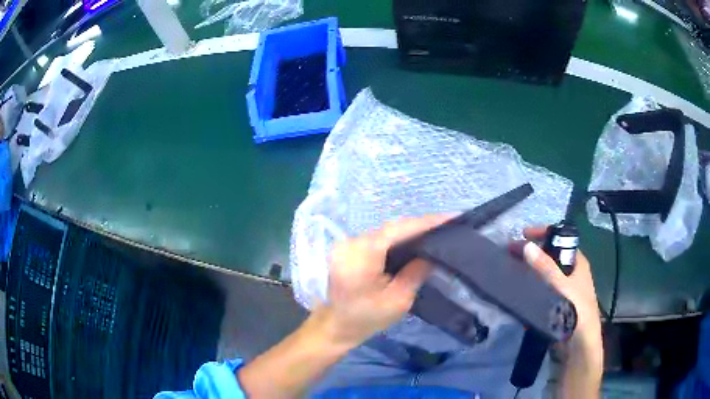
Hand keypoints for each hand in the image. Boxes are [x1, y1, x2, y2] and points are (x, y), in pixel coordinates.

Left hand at [321, 215, 450, 347]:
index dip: (425, 222)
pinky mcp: (349, 248)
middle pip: (391, 228)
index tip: (451, 217)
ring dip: (409, 230)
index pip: (398, 231)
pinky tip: (413, 240)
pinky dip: (396, 238)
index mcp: (361, 256)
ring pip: (385, 231)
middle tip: (447, 224)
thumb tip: (432, 253)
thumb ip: (416, 273)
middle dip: (420, 225)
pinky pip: (378, 237)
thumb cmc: (366, 318)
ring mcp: (348, 243)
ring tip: (434, 230)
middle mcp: (352, 243)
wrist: (335, 325)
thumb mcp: (398, 300)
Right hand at [521, 227, 602, 396]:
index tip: (523, 234)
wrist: (579, 343)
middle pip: (551, 255)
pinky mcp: (556, 303)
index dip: (543, 234)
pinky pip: (542, 289)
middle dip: (533, 252)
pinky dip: (531, 286)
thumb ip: (545, 266)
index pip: (560, 239)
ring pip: (545, 273)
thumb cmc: (577, 309)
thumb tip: (526, 246)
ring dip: (530, 269)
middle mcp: (572, 272)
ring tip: (511, 269)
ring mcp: (564, 288)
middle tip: (512, 253)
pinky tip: (519, 289)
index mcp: (578, 262)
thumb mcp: (562, 285)